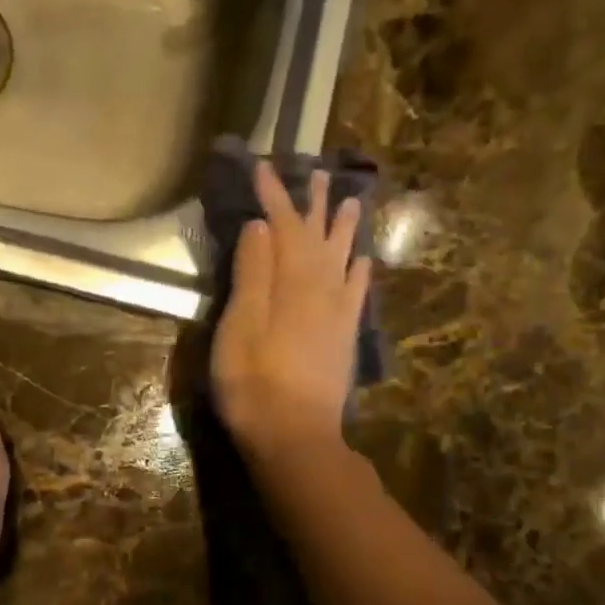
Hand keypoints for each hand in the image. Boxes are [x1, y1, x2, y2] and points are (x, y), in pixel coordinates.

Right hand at [212, 162, 371, 459]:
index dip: (274, 196)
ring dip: (345, 229)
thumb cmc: (254, 384)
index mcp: (292, 284)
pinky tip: (363, 260)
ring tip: (353, 201)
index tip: (263, 167)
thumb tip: (263, 226)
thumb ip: (253, 274)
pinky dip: (360, 271)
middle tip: (320, 172)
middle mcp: (321, 291)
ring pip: (343, 259)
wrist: (295, 437)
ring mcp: (337, 315)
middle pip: (318, 237)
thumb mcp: (240, 326)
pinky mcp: (343, 338)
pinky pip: (357, 294)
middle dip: (315, 204)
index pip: (283, 228)